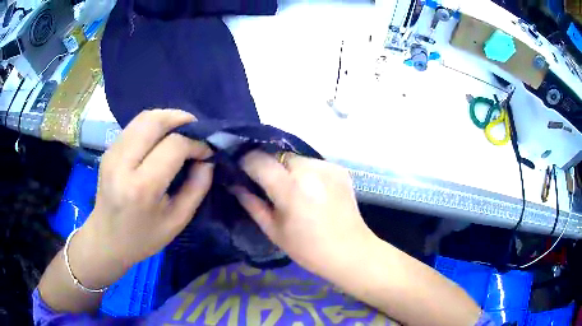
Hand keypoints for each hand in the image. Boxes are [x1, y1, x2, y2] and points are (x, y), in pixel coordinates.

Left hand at [73, 109, 212, 286]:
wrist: (106, 239)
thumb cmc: (142, 238)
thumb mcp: (177, 221)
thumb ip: (197, 188)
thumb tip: (207, 159)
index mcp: (141, 188)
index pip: (173, 145)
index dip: (196, 142)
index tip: (207, 150)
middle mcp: (122, 163)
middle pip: (154, 121)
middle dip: (181, 118)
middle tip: (197, 131)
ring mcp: (112, 153)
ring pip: (143, 118)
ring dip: (167, 118)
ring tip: (182, 132)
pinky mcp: (109, 150)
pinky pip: (135, 126)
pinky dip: (154, 125)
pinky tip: (162, 139)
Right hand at [232, 151, 375, 276]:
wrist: (350, 252)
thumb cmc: (308, 249)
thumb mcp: (273, 230)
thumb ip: (251, 203)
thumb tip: (234, 185)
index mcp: (290, 187)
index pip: (258, 159)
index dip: (245, 162)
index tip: (241, 171)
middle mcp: (310, 168)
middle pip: (277, 155)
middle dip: (267, 166)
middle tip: (266, 185)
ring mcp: (327, 166)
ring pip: (295, 157)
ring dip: (286, 169)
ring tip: (290, 189)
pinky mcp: (339, 168)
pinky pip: (312, 163)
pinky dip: (305, 172)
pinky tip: (309, 190)